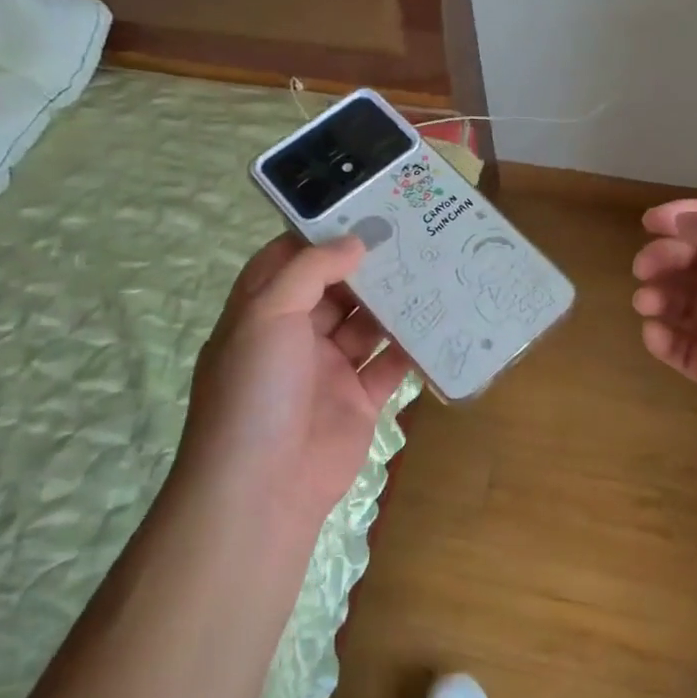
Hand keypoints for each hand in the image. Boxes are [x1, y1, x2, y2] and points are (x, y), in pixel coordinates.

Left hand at [176, 234, 413, 525]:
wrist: (264, 488)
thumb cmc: (255, 390)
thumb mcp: (268, 315)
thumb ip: (310, 272)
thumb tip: (354, 241)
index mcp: (263, 313)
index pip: (289, 262)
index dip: (321, 236)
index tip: (362, 209)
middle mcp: (294, 337)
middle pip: (335, 290)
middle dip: (367, 266)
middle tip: (412, 234)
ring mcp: (329, 369)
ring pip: (366, 325)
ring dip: (394, 303)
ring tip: (434, 269)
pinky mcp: (359, 400)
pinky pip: (390, 365)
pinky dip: (411, 347)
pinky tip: (440, 321)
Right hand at [631, 199, 696, 491]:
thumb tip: (686, 220)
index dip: (687, 217)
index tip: (648, 222)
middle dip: (668, 258)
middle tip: (643, 269)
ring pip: (685, 303)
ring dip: (661, 296)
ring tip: (647, 303)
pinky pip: (682, 348)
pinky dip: (662, 337)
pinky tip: (655, 336)